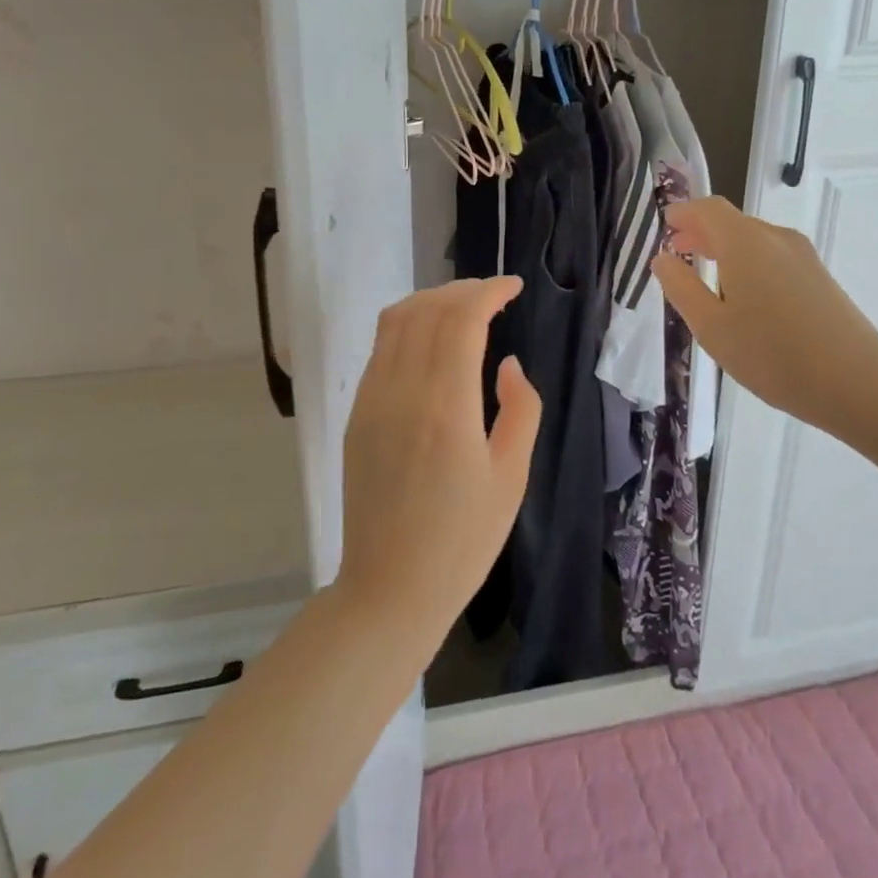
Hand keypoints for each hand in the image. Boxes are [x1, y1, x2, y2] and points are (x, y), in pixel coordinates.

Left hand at [335, 278, 541, 652]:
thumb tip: (508, 364)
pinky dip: (408, 325)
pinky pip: (381, 349)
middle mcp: (402, 392)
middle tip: (494, 295)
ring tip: (463, 306)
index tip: (513, 287)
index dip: (488, 292)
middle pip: (427, 310)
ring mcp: (372, 400)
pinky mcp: (357, 413)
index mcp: (446, 408)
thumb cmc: (463, 541)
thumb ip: (521, 410)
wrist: (390, 589)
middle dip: (463, 289)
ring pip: (396, 321)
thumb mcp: (511, 478)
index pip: (461, 320)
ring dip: (432, 300)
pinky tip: (431, 339)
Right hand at [652, 197, 877, 438]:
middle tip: (678, 253)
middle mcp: (775, 238)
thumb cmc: (773, 355)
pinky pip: (773, 256)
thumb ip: (681, 287)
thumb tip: (663, 258)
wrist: (858, 384)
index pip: (708, 208)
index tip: (665, 227)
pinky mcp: (819, 276)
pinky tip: (744, 297)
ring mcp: (803, 256)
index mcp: (744, 242)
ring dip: (725, 248)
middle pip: (731, 221)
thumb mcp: (711, 327)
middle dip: (701, 231)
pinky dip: (748, 262)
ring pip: (753, 239)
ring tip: (707, 277)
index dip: (683, 213)